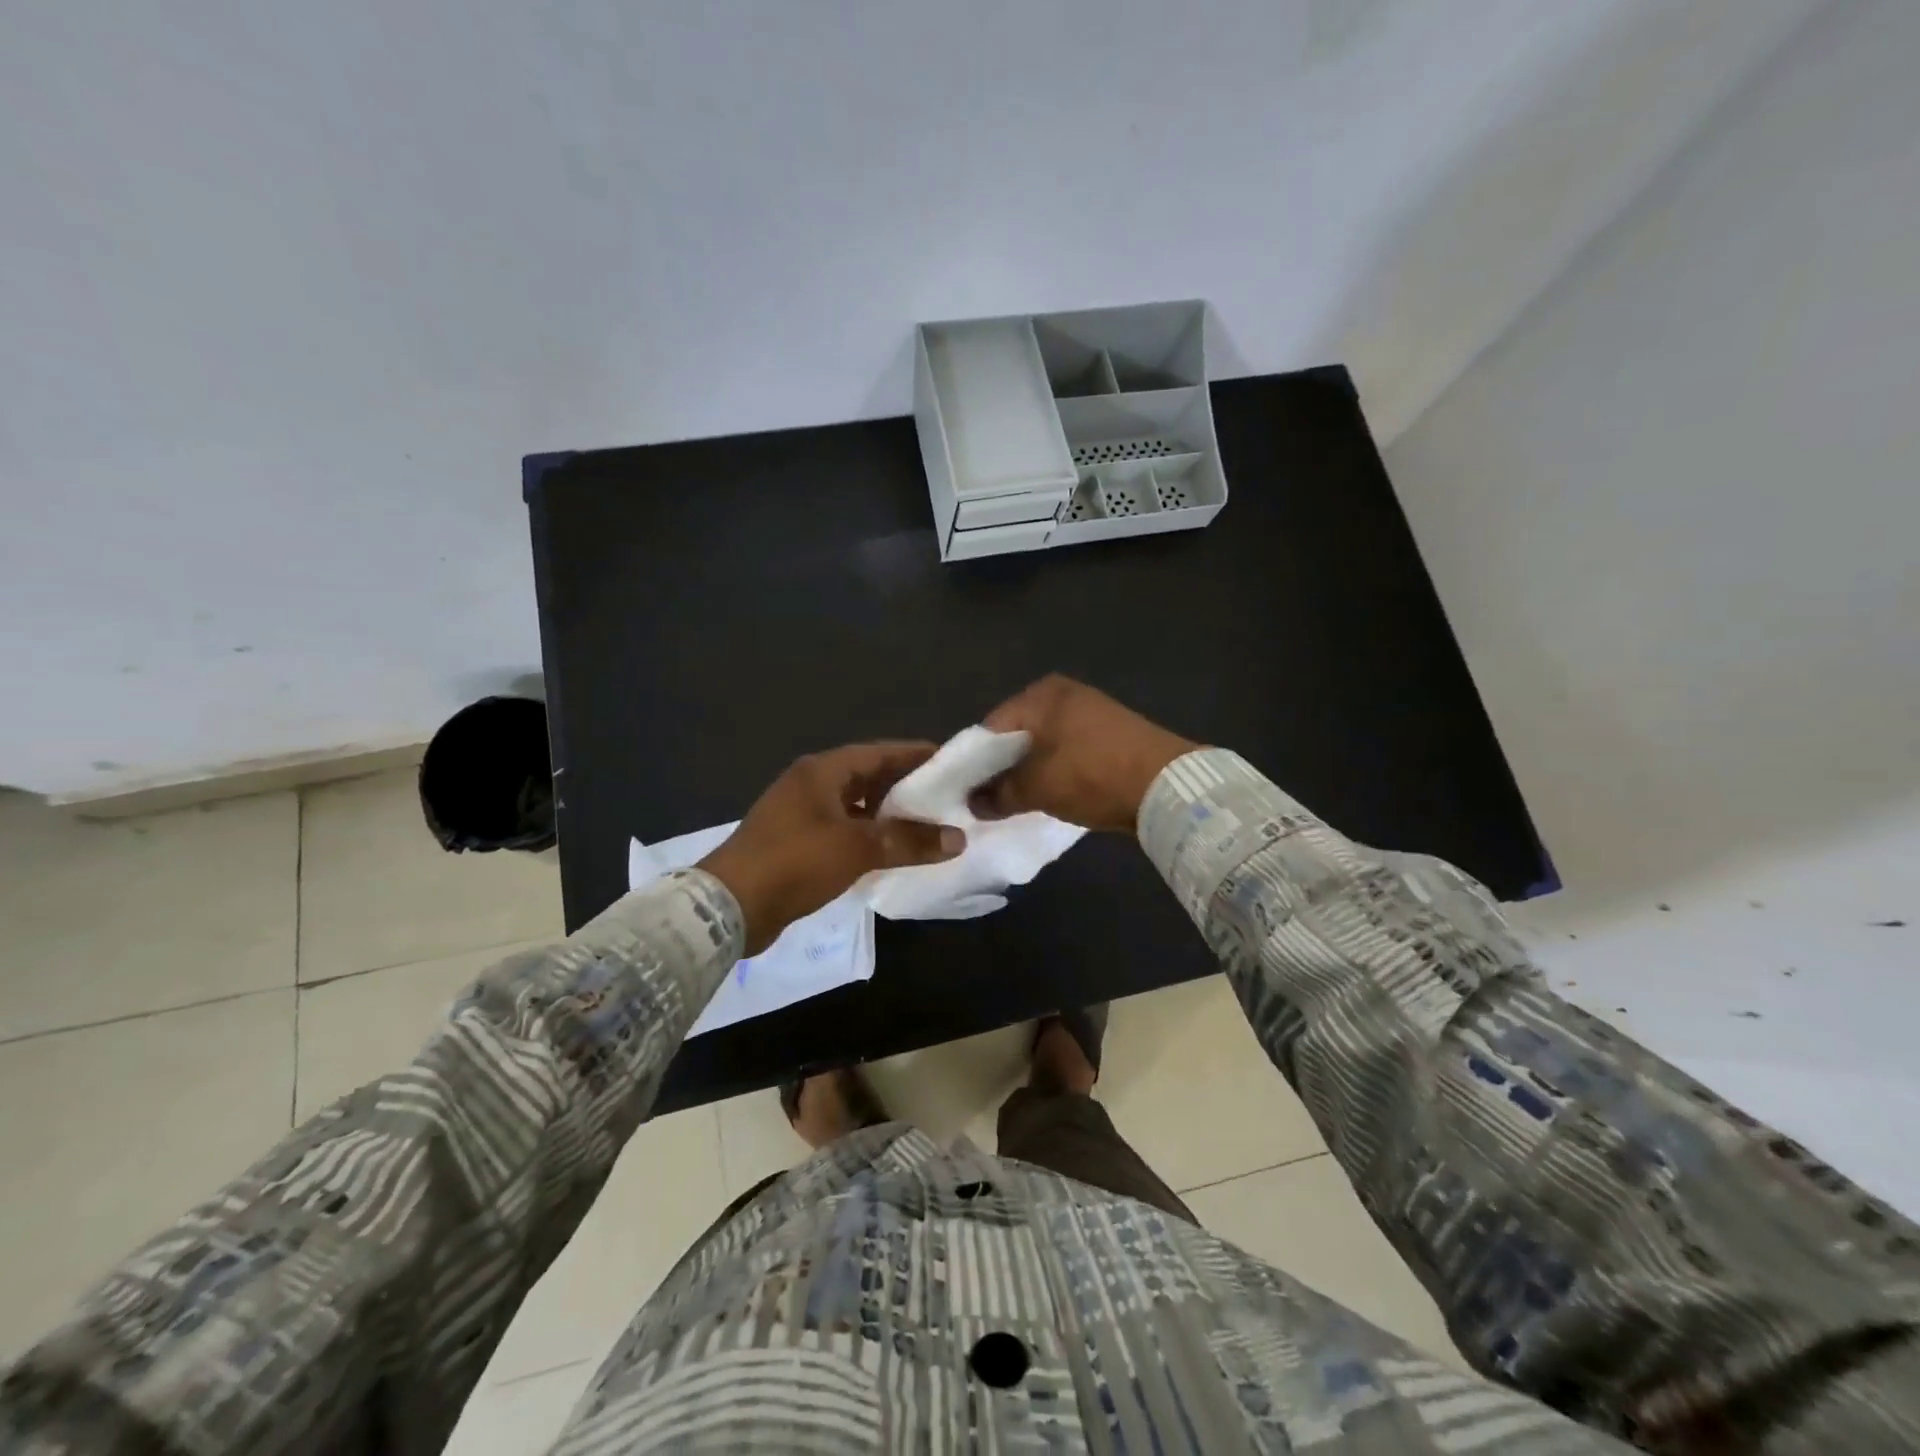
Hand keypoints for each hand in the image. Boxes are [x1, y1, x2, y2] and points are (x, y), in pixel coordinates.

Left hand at [697, 742, 965, 953]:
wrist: (728, 907)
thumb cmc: (795, 862)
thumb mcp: (857, 848)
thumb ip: (909, 841)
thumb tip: (958, 838)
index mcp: (822, 772)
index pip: (880, 753)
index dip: (916, 756)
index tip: (951, 763)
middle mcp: (811, 785)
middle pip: (869, 778)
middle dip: (906, 788)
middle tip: (947, 799)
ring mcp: (801, 815)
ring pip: (857, 808)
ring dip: (888, 817)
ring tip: (928, 828)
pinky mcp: (797, 844)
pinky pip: (844, 832)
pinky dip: (869, 839)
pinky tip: (893, 854)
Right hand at [969, 675, 1199, 833]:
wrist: (1167, 787)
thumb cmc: (1093, 775)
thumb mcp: (1038, 787)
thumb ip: (999, 794)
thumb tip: (973, 804)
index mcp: (1041, 694)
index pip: (990, 727)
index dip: (972, 762)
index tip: (960, 792)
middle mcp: (1063, 694)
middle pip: (1016, 735)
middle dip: (999, 768)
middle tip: (982, 801)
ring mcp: (1089, 713)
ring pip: (1041, 745)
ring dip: (1026, 773)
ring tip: (1010, 803)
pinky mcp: (1107, 735)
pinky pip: (1065, 752)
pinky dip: (1052, 772)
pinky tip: (1045, 796)